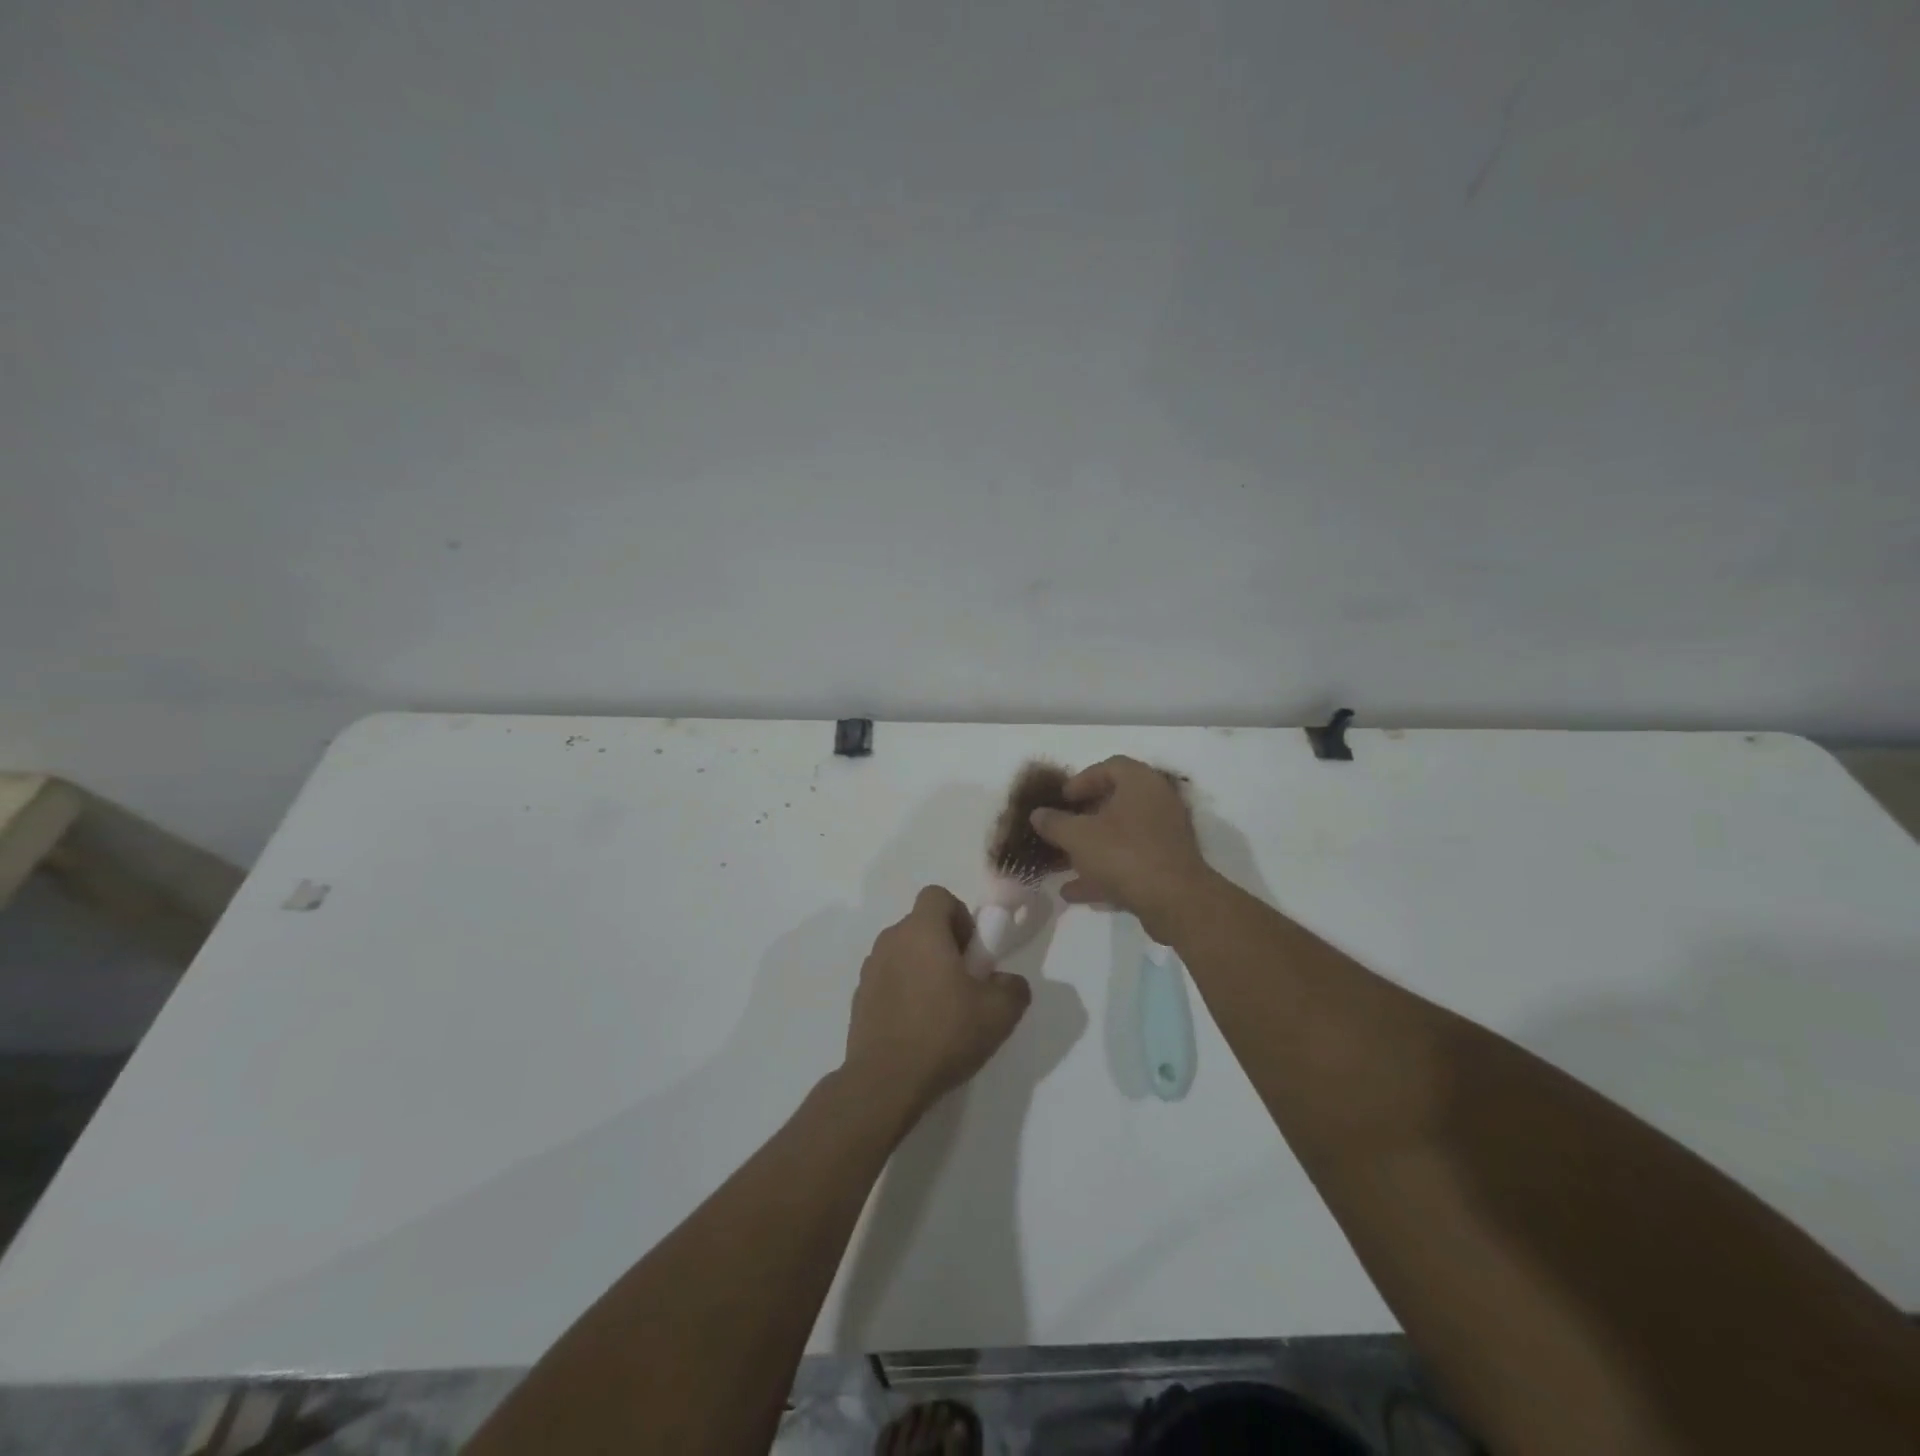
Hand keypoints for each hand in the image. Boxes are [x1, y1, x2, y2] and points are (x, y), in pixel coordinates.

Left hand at [843, 886, 1031, 1116]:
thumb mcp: (999, 1013)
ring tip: (942, 1009)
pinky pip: (889, 979)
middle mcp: (890, 940)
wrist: (885, 1082)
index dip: (960, 916)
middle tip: (964, 983)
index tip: (972, 952)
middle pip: (922, 925)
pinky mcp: (859, 997)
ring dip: (923, 968)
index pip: (938, 896)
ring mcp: (870, 969)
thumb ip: (1013, 987)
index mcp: (921, 931)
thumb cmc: (944, 1034)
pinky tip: (918, 1027)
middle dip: (945, 945)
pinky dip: (904, 991)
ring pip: (904, 952)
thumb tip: (1005, 982)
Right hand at [1028, 756, 1214, 941]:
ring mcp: (1166, 836)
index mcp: (1140, 783)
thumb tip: (1038, 814)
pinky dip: (1104, 873)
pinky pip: (1130, 862)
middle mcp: (1158, 803)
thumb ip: (1054, 823)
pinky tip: (1074, 892)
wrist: (1175, 901)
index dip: (1082, 780)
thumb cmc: (1124, 854)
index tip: (1062, 799)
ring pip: (1121, 837)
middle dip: (1083, 819)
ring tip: (1061, 866)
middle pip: (1115, 803)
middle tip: (1060, 830)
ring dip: (1090, 850)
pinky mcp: (1168, 866)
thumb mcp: (1078, 836)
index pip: (1110, 767)